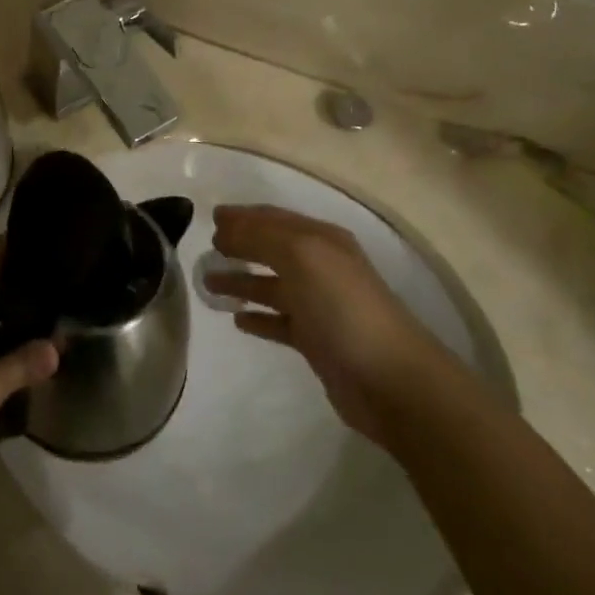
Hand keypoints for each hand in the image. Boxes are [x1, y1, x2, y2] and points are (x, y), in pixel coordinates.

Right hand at [205, 205, 441, 443]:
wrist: (389, 379)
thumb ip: (260, 237)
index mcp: (321, 240)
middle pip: (272, 249)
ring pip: (271, 285)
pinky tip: (237, 319)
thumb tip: (224, 228)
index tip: (209, 217)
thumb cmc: (343, 307)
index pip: (274, 218)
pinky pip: (279, 322)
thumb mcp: (301, 256)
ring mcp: (320, 305)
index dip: (243, 215)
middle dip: (240, 245)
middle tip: (206, 249)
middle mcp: (321, 267)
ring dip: (241, 281)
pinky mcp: (316, 341)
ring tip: (207, 283)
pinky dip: (258, 317)